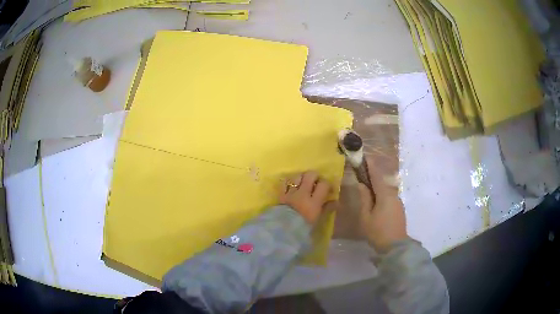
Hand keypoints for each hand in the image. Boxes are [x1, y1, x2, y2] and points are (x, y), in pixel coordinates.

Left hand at [279, 172, 331, 224]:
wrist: (283, 232)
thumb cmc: (303, 228)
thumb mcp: (318, 220)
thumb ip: (327, 209)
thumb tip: (335, 201)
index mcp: (314, 201)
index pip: (324, 184)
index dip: (327, 184)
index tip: (328, 189)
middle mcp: (303, 193)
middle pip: (310, 175)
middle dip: (314, 176)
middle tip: (316, 182)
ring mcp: (291, 193)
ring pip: (297, 176)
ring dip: (302, 177)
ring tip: (303, 182)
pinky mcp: (281, 195)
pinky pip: (284, 183)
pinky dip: (288, 182)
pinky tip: (291, 185)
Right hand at [358, 158, 407, 252]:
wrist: (395, 247)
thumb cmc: (378, 232)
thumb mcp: (366, 216)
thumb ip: (364, 198)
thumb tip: (361, 184)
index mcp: (385, 195)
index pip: (377, 175)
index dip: (370, 165)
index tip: (364, 156)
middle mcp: (394, 195)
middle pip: (382, 181)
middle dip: (372, 176)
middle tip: (361, 173)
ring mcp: (398, 202)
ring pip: (385, 190)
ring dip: (376, 186)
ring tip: (366, 188)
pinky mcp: (399, 209)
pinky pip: (389, 197)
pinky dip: (381, 195)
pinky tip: (375, 202)